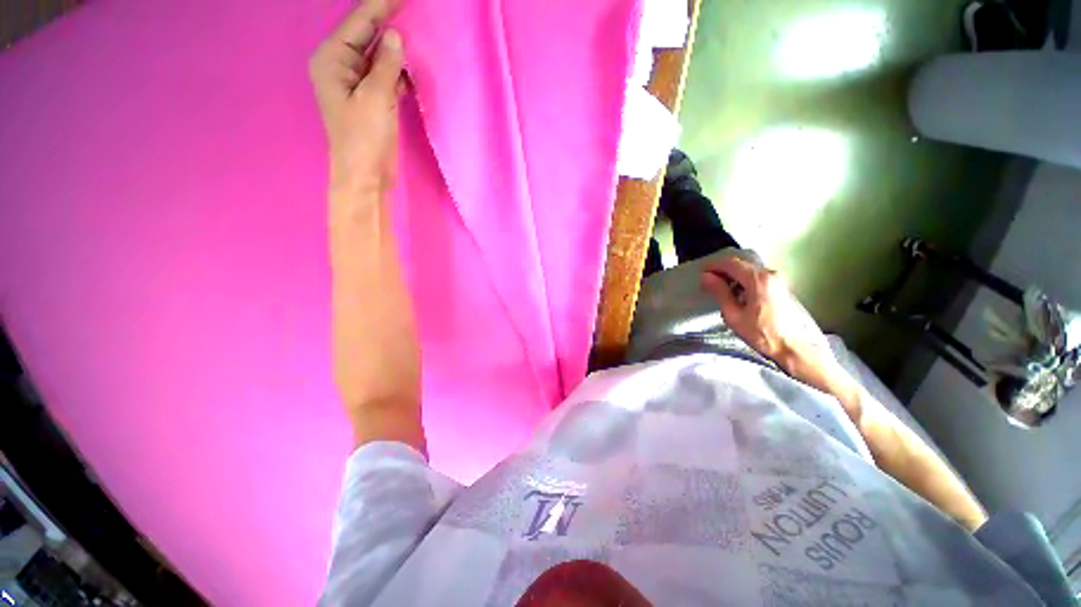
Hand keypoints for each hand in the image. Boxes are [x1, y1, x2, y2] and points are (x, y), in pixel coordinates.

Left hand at [309, 0, 404, 194]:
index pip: (359, 22)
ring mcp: (357, 83)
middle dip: (389, 23)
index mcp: (332, 59)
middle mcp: (341, 65)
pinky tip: (413, 66)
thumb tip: (395, 36)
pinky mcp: (372, 100)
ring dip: (396, 48)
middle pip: (367, 35)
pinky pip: (386, 76)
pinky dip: (399, 71)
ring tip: (418, 32)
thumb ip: (385, 64)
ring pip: (379, 56)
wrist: (366, 176)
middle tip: (413, 9)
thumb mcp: (376, 97)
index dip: (382, 5)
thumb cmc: (364, 138)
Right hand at [701, 255, 831, 375]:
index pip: (731, 263)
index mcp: (758, 280)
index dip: (714, 266)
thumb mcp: (733, 314)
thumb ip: (720, 292)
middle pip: (741, 264)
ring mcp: (777, 279)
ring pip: (748, 269)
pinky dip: (742, 279)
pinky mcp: (779, 285)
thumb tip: (707, 277)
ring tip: (719, 288)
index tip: (701, 272)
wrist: (790, 346)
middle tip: (708, 281)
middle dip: (722, 270)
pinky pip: (756, 275)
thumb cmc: (759, 333)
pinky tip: (735, 292)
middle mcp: (770, 274)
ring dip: (732, 275)